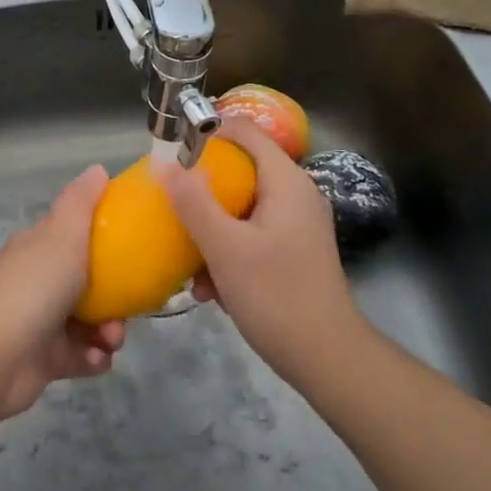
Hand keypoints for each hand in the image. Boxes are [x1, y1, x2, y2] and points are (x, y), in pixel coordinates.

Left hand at [0, 165, 125, 419]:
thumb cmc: (34, 287)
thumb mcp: (62, 234)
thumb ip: (81, 201)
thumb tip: (97, 169)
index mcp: (37, 247)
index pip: (72, 235)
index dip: (103, 239)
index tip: (133, 249)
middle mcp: (37, 281)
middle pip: (88, 283)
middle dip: (115, 297)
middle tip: (127, 309)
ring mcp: (40, 321)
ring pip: (89, 322)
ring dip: (108, 332)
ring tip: (110, 340)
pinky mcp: (45, 359)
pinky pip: (81, 356)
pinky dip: (93, 358)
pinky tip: (96, 360)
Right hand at [155, 117, 364, 390]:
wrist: (327, 360)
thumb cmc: (276, 295)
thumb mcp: (224, 247)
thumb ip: (193, 202)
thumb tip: (162, 164)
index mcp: (285, 181)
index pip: (244, 130)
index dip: (207, 132)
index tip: (171, 152)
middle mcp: (295, 195)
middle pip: (239, 170)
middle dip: (201, 190)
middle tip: (170, 206)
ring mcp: (296, 225)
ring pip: (240, 208)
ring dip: (210, 230)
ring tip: (189, 261)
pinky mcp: (292, 252)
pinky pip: (250, 235)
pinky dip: (227, 252)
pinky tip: (210, 288)